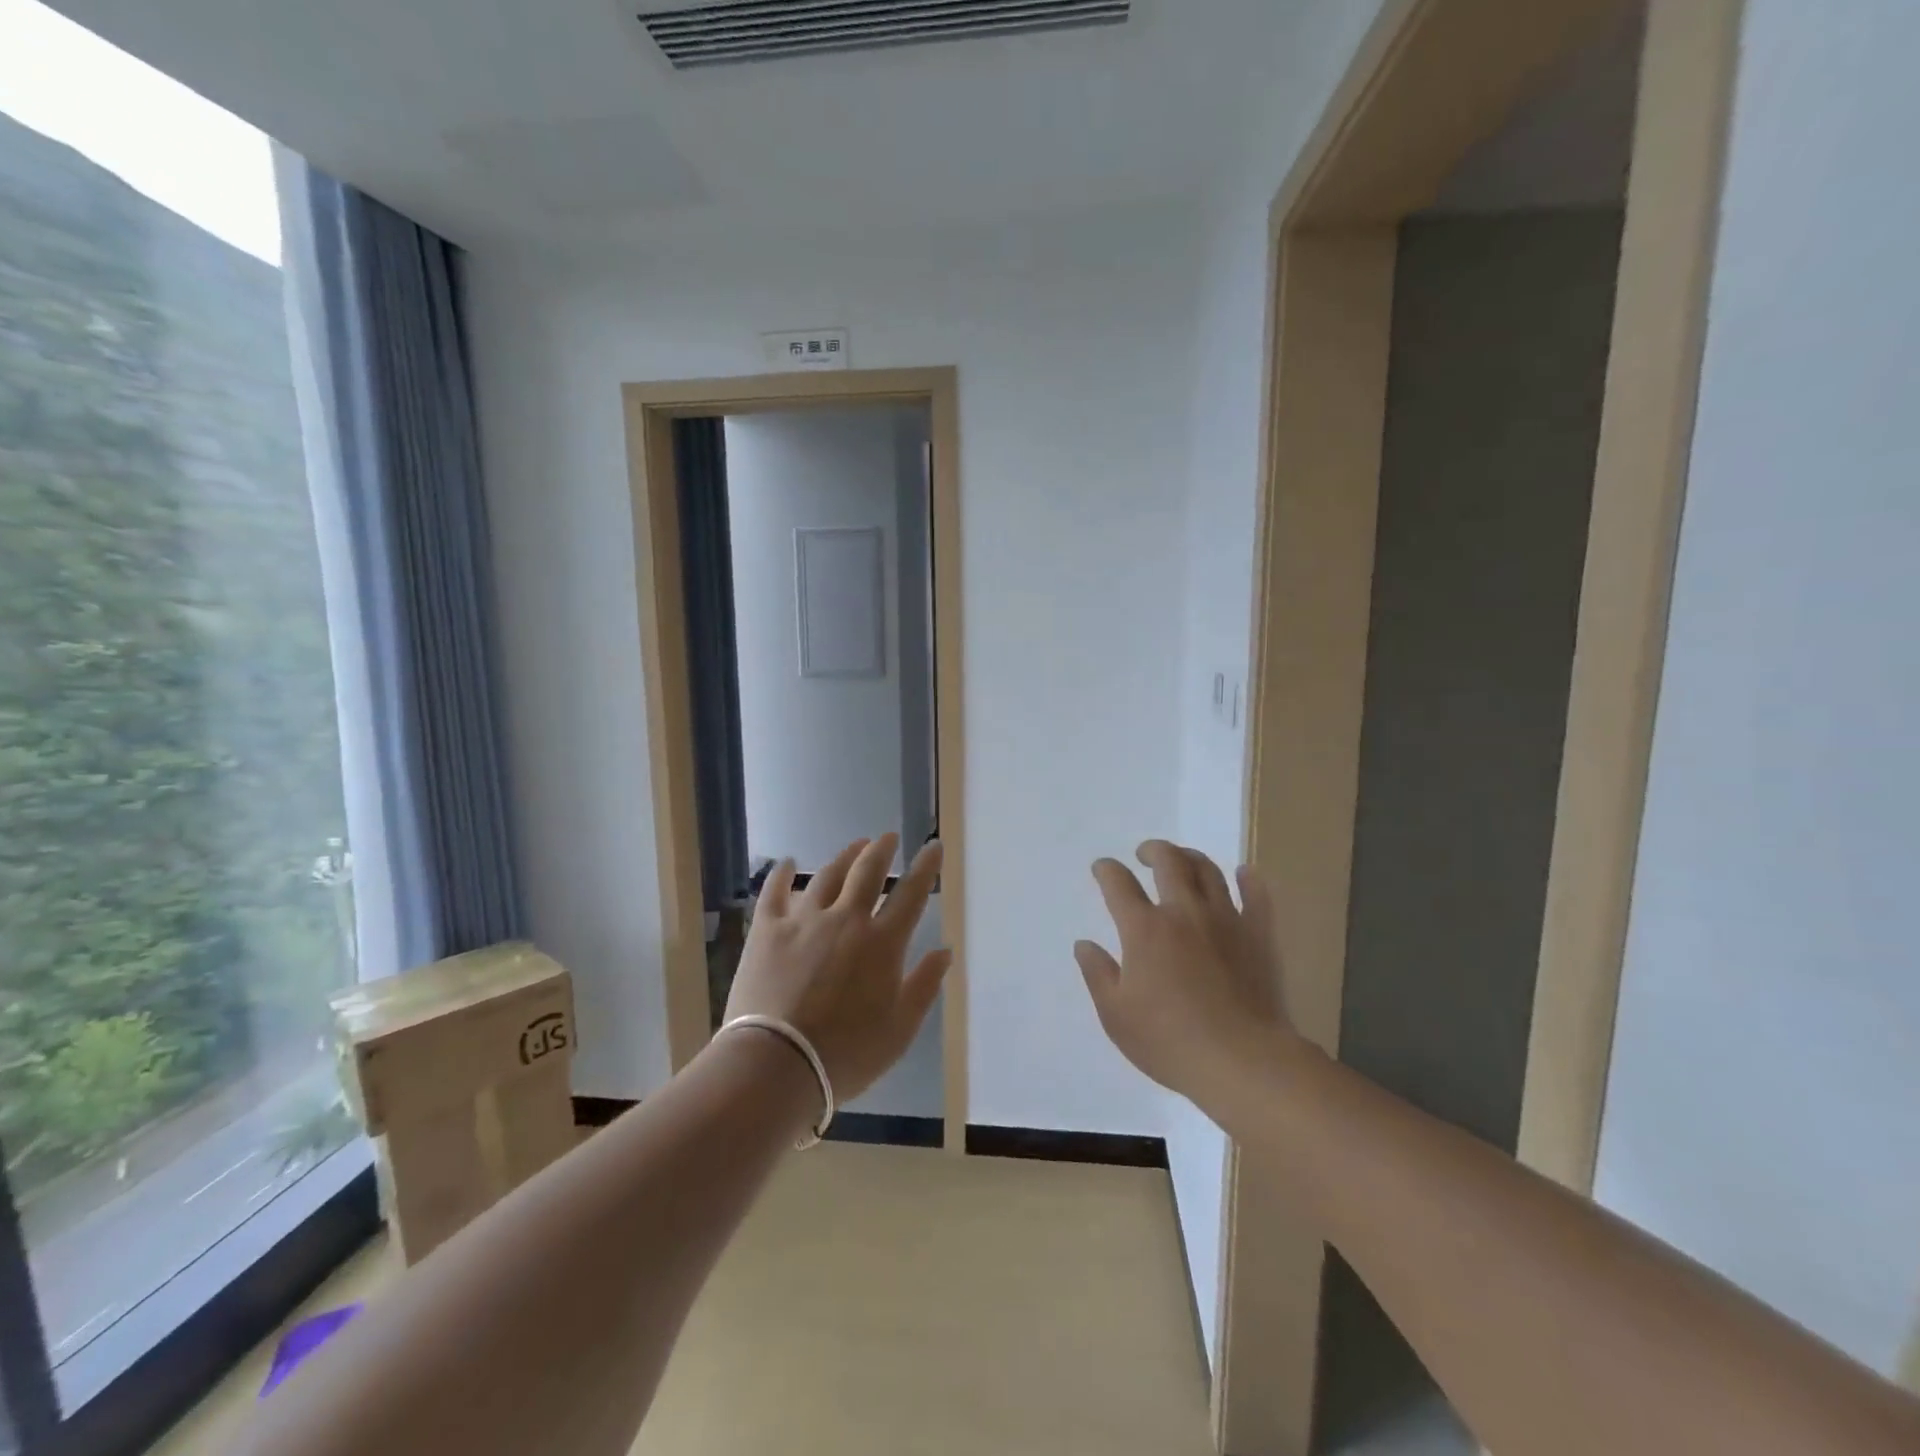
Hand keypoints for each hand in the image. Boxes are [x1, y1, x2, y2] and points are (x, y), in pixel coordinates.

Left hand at [724, 834, 949, 1104]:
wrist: (776, 1065)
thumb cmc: (845, 1055)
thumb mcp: (899, 1030)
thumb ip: (924, 986)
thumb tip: (945, 950)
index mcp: (882, 943)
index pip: (911, 894)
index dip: (925, 867)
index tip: (933, 846)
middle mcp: (846, 920)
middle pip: (868, 872)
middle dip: (882, 850)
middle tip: (888, 838)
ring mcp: (804, 921)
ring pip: (827, 875)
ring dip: (844, 857)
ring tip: (854, 847)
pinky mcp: (767, 930)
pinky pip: (775, 892)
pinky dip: (782, 874)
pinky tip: (786, 863)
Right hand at [1075, 840, 1293, 1103]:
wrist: (1242, 1062)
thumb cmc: (1169, 1041)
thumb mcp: (1116, 1015)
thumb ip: (1097, 974)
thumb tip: (1084, 944)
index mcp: (1145, 929)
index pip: (1118, 883)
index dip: (1106, 870)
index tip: (1102, 869)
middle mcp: (1184, 912)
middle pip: (1168, 861)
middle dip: (1152, 850)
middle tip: (1145, 854)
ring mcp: (1226, 920)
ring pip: (1208, 871)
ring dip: (1191, 857)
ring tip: (1183, 860)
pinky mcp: (1259, 936)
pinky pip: (1256, 896)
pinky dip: (1248, 880)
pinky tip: (1243, 873)